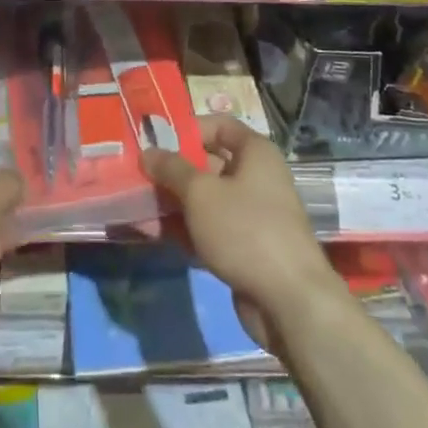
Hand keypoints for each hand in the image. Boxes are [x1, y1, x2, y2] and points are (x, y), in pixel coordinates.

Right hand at [142, 116, 343, 346]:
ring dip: (174, 202)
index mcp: (255, 153)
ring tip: (137, 204)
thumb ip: (172, 169)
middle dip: (173, 170)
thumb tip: (148, 152)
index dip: (187, 129)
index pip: (218, 125)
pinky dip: (185, 229)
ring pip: (206, 199)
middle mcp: (256, 178)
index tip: (155, 140)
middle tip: (138, 174)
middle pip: (208, 164)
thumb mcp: (201, 193)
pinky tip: (154, 233)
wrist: (290, 301)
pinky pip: (209, 228)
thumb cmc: (245, 230)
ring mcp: (251, 215)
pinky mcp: (245, 247)